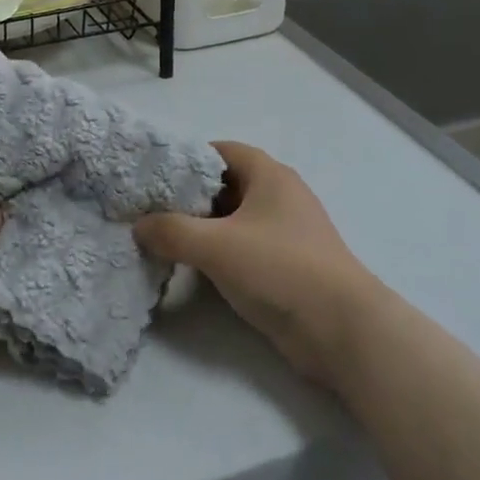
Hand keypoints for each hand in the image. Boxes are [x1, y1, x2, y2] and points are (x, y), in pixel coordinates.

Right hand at [134, 142, 381, 387]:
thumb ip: (172, 232)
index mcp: (269, 174)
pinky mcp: (287, 263)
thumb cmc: (280, 269)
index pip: (221, 151)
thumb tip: (138, 225)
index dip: (187, 160)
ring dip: (203, 227)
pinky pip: (245, 246)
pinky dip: (220, 251)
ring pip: (234, 218)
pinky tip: (194, 267)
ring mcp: (286, 230)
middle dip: (190, 196)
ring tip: (163, 238)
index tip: (154, 177)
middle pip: (226, 184)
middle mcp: (279, 194)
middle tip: (151, 210)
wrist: (341, 329)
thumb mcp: (217, 247)